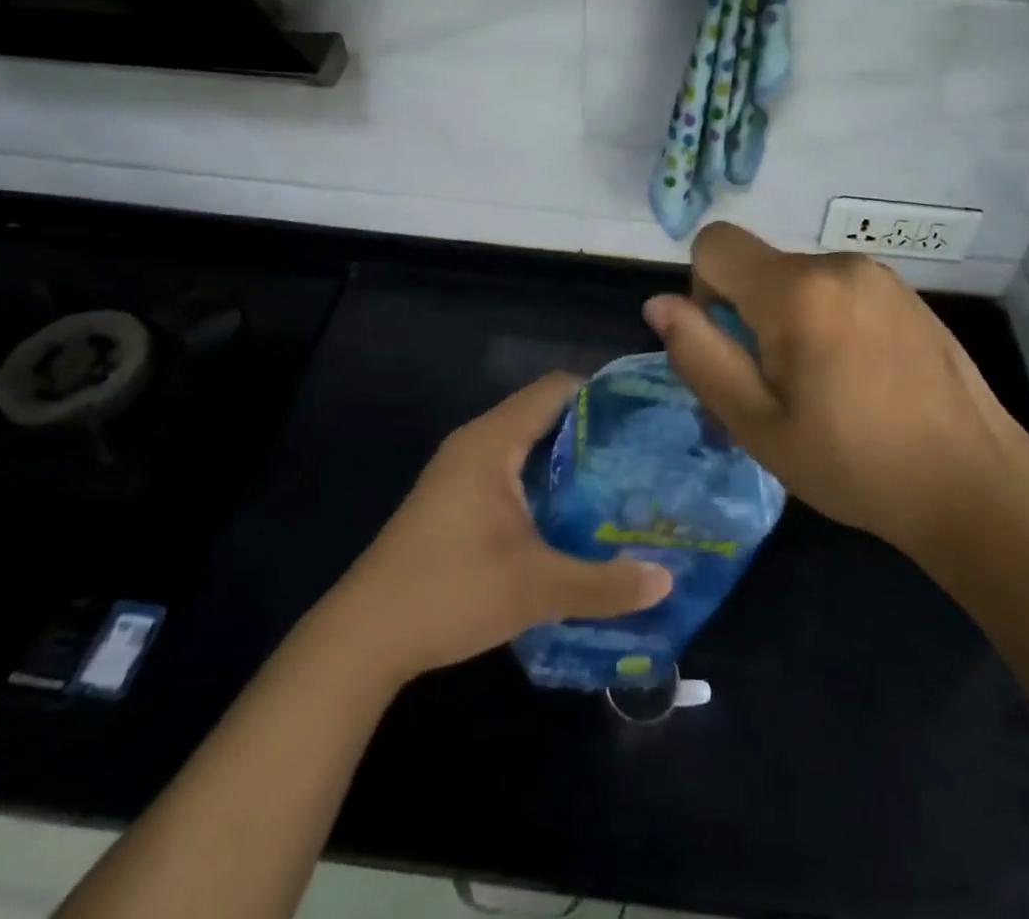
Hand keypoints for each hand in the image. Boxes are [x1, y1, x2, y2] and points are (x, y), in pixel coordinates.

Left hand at [322, 375, 672, 684]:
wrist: (361, 639)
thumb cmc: (449, 592)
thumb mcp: (535, 589)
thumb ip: (604, 584)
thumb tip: (667, 581)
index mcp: (492, 441)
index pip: (556, 389)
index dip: (602, 394)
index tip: (645, 415)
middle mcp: (476, 443)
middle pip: (544, 413)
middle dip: (593, 430)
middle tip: (644, 453)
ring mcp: (461, 471)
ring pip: (527, 445)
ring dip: (568, 459)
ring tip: (621, 481)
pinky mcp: (455, 499)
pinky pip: (511, 469)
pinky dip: (544, 480)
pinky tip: (573, 514)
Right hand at [642, 223, 1028, 568]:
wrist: (975, 484)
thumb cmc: (854, 463)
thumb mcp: (758, 424)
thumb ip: (700, 355)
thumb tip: (659, 304)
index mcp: (795, 290)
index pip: (714, 243)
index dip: (703, 291)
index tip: (734, 349)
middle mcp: (836, 264)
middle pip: (757, 267)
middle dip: (748, 316)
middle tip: (777, 389)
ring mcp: (878, 275)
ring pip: (796, 280)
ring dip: (788, 321)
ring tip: (822, 390)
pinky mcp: (906, 293)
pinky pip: (837, 290)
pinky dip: (826, 321)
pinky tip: (860, 379)